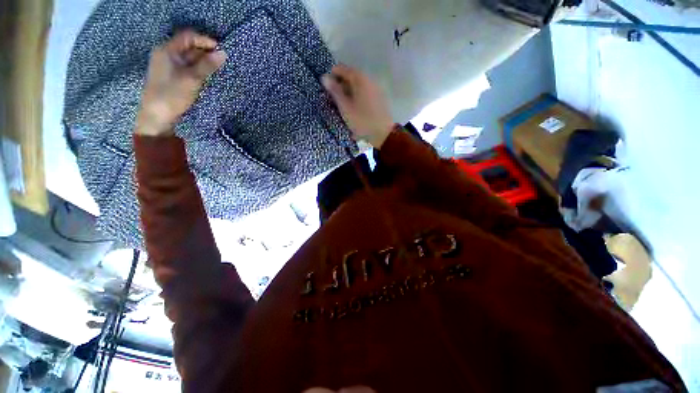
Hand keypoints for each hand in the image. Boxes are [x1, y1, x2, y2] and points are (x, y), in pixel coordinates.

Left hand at [136, 30, 226, 136]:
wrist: (157, 116)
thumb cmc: (173, 94)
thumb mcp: (192, 78)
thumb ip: (208, 65)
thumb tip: (223, 53)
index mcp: (167, 50)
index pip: (188, 36)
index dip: (205, 40)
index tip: (221, 49)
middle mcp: (166, 54)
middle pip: (188, 46)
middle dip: (205, 51)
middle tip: (222, 60)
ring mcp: (168, 66)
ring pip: (189, 58)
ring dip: (203, 61)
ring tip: (217, 68)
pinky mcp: (171, 76)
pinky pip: (187, 67)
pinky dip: (198, 69)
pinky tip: (207, 75)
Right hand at [322, 65, 393, 148]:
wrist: (383, 134)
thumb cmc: (362, 121)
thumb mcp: (345, 107)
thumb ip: (335, 91)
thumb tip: (324, 77)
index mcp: (360, 78)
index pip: (341, 69)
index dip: (332, 77)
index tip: (327, 91)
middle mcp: (369, 79)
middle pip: (350, 77)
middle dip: (340, 86)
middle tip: (334, 101)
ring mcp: (376, 88)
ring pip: (357, 86)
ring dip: (348, 93)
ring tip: (343, 108)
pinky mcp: (379, 98)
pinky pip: (364, 93)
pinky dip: (357, 98)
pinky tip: (354, 110)